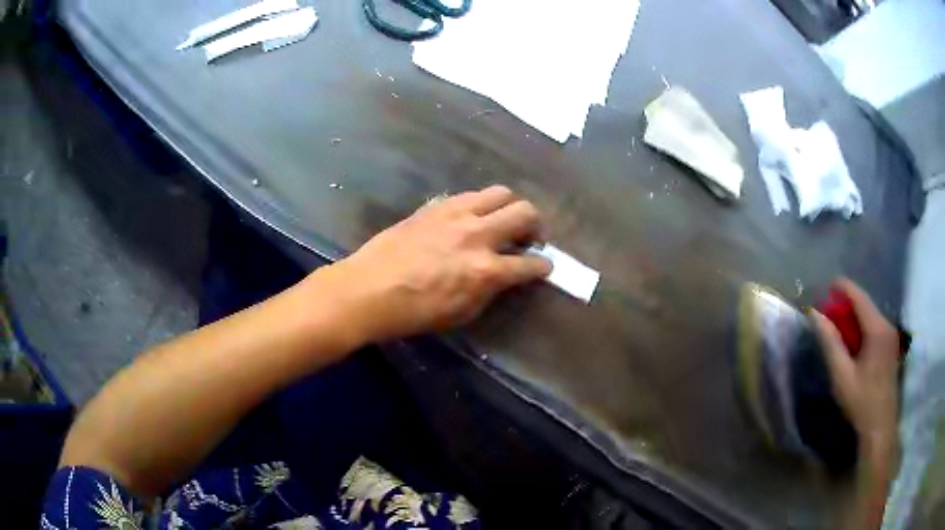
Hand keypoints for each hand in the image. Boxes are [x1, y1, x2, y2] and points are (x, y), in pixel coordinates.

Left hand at [328, 186, 551, 342]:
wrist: (369, 289)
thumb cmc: (414, 312)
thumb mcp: (461, 313)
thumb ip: (489, 290)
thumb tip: (502, 277)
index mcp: (485, 270)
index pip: (530, 264)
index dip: (543, 266)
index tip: (545, 266)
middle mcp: (478, 235)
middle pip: (524, 212)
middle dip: (536, 225)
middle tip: (530, 236)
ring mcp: (456, 214)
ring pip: (500, 193)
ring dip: (510, 206)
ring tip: (503, 219)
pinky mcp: (436, 205)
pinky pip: (469, 195)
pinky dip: (479, 205)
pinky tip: (470, 218)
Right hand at [811, 279, 899, 471]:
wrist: (880, 427)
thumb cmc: (861, 401)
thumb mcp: (842, 375)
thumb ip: (830, 343)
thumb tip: (815, 314)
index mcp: (877, 329)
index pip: (860, 297)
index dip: (844, 287)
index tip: (828, 284)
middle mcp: (887, 326)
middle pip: (866, 306)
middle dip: (847, 304)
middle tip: (829, 311)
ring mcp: (891, 336)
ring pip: (870, 317)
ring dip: (854, 317)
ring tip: (838, 326)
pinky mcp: (891, 347)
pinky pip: (875, 327)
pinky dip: (861, 327)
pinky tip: (853, 341)